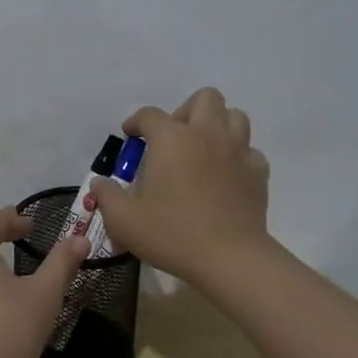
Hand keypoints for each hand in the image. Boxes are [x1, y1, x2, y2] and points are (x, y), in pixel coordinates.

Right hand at [90, 87, 271, 285]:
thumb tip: (99, 183)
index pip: (150, 115)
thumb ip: (106, 196)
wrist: (229, 258)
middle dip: (186, 111)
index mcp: (171, 138)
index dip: (136, 122)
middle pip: (204, 98)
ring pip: (235, 117)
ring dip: (217, 126)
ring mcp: (238, 152)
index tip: (130, 136)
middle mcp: (207, 134)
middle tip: (173, 139)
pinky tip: (226, 176)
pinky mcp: (258, 173)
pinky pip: (249, 151)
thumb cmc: (171, 233)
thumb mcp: (123, 219)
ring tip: (202, 150)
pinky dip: (237, 157)